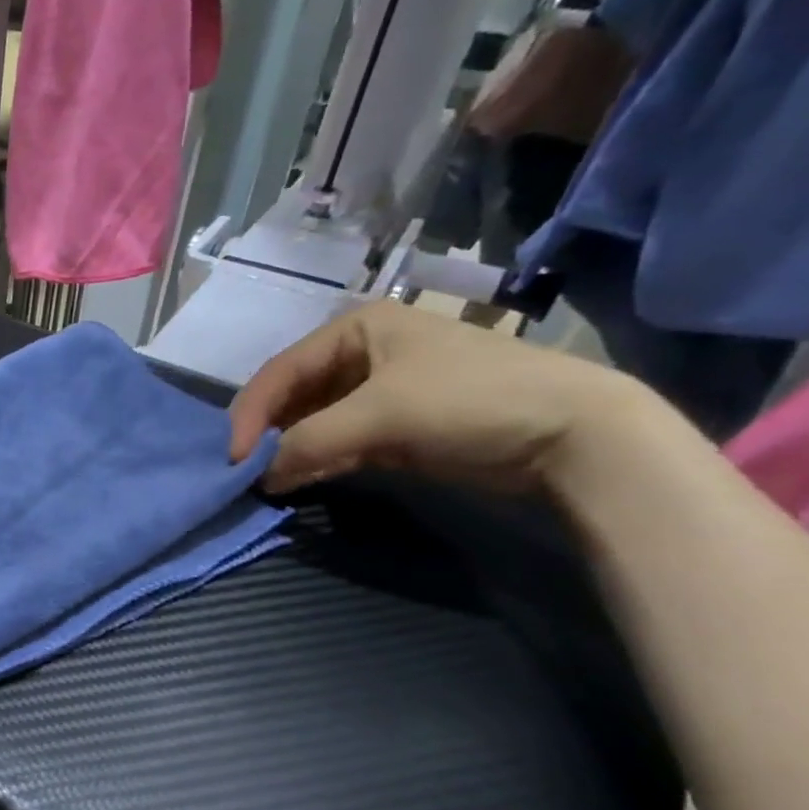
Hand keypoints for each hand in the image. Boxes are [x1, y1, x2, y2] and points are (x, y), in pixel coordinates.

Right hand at [227, 301, 648, 495]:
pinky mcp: (397, 425)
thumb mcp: (379, 416)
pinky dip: (317, 460)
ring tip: (264, 480)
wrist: (575, 433)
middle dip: (268, 432)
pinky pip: (339, 440)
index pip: (281, 371)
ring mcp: (380, 390)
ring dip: (289, 449)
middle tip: (243, 471)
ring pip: (313, 420)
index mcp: (355, 328)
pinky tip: (298, 480)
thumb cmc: (468, 400)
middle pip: (294, 395)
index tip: (233, 458)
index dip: (251, 414)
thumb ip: (309, 443)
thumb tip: (258, 478)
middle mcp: (362, 353)